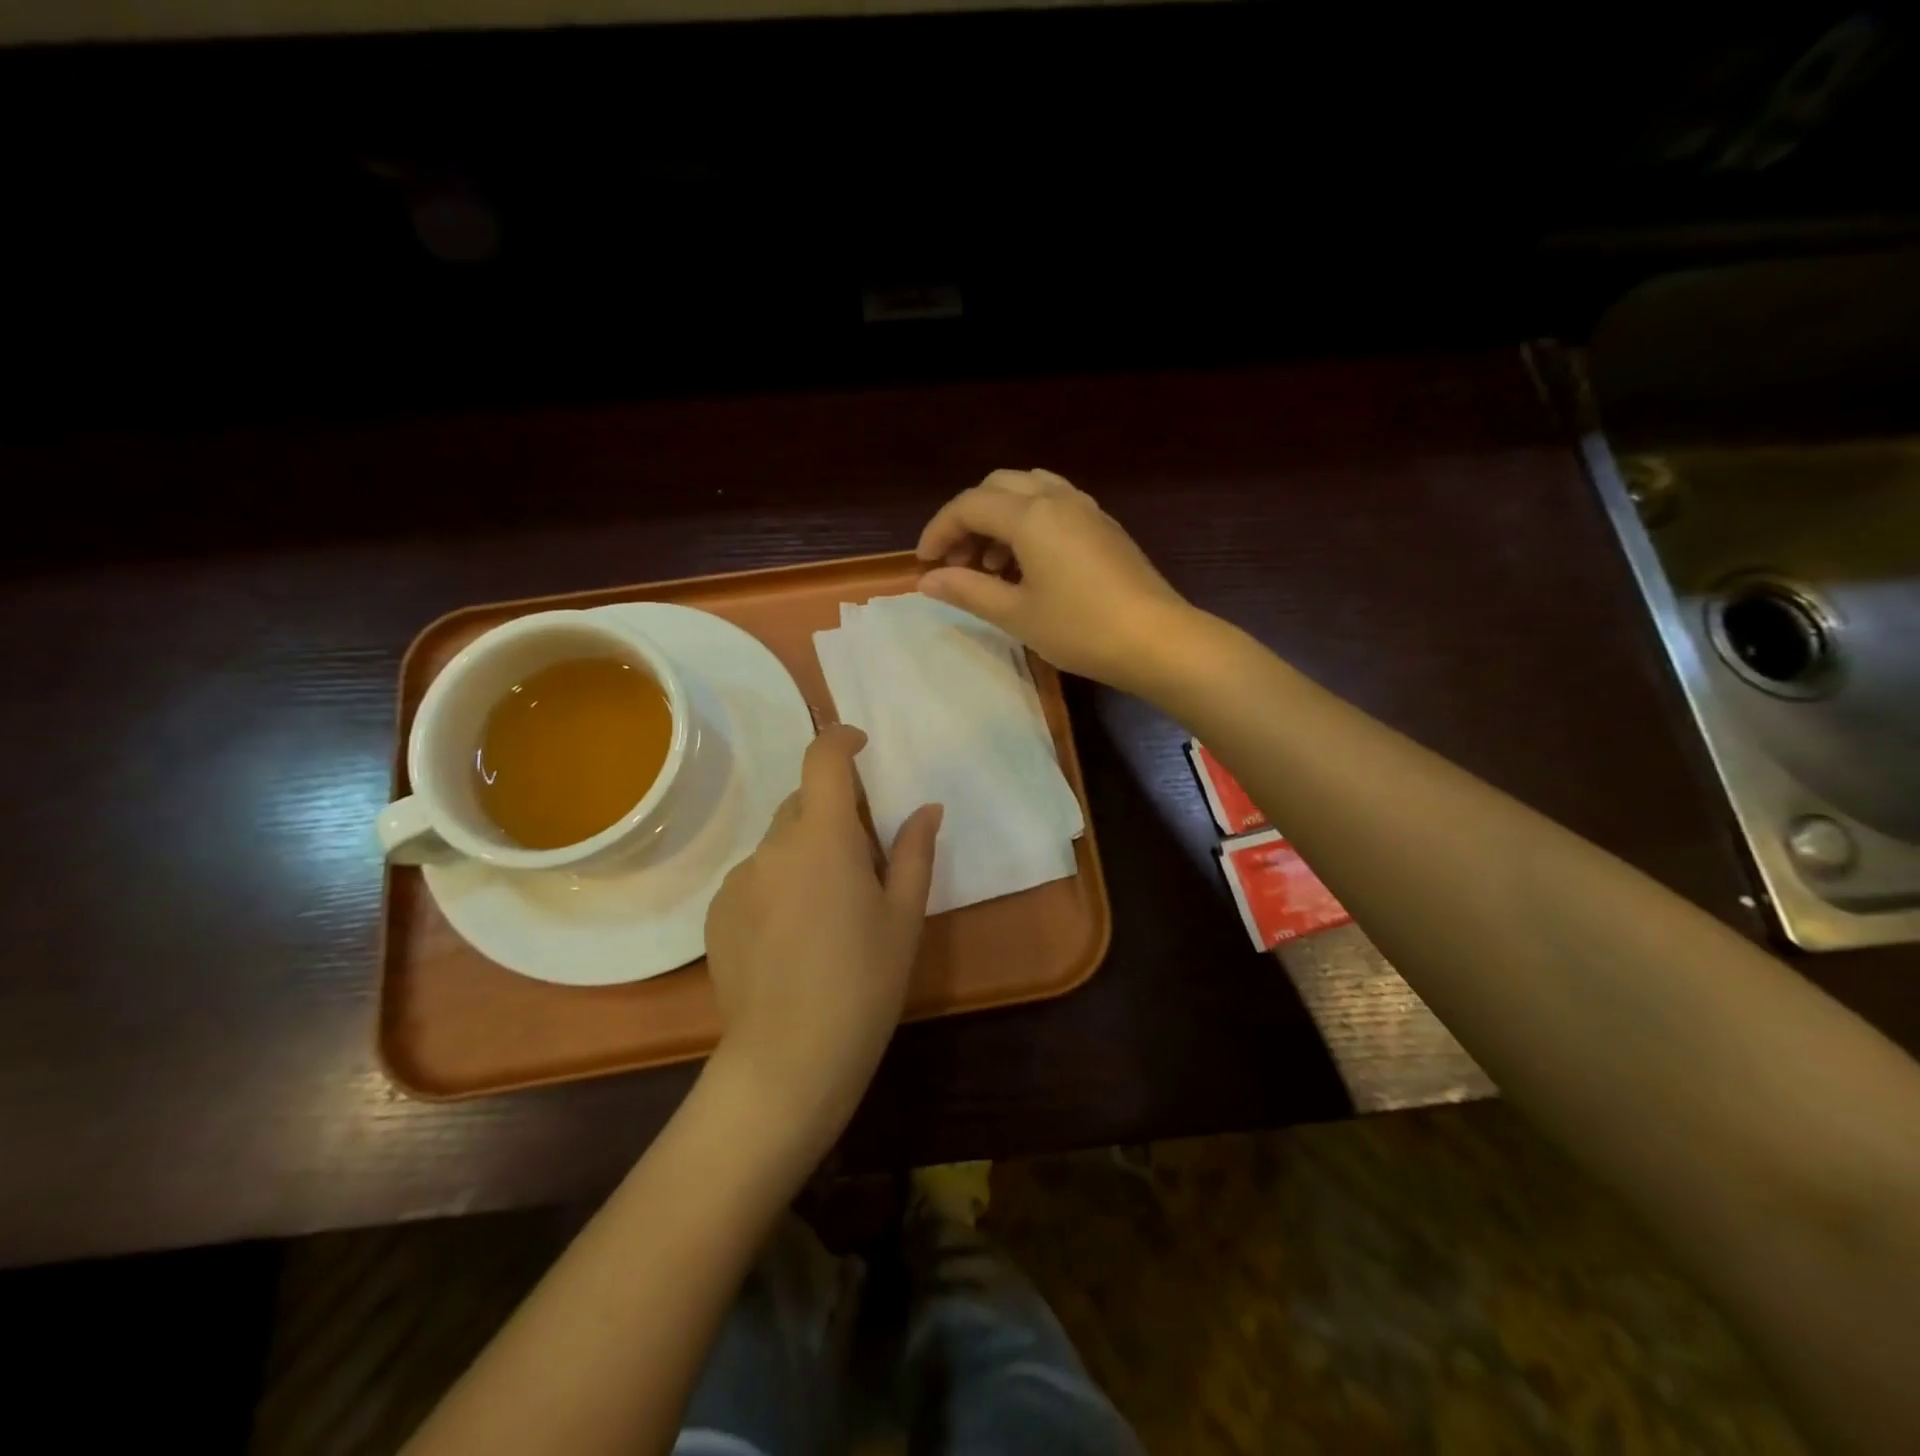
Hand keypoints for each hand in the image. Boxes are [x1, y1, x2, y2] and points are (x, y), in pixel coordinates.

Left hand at [703, 724, 941, 1155]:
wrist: (789, 1057)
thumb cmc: (864, 981)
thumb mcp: (904, 917)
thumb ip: (914, 853)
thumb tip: (927, 809)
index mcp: (823, 838)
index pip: (823, 760)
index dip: (840, 740)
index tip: (860, 746)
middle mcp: (772, 846)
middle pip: (802, 803)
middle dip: (832, 813)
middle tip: (863, 858)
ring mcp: (738, 880)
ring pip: (778, 844)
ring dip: (804, 852)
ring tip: (828, 909)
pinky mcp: (717, 913)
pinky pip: (755, 878)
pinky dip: (778, 884)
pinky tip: (793, 937)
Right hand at [916, 468, 1196, 693]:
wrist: (1157, 640)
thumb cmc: (1081, 629)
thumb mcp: (1016, 614)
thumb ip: (968, 590)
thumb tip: (928, 580)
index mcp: (1030, 515)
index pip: (969, 506)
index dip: (939, 531)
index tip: (924, 564)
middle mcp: (1057, 499)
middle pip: (997, 487)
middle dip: (969, 519)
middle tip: (958, 562)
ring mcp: (1086, 509)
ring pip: (1029, 491)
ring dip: (1000, 519)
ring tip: (992, 566)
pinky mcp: (1104, 526)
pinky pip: (1055, 506)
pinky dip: (1029, 523)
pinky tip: (1030, 565)